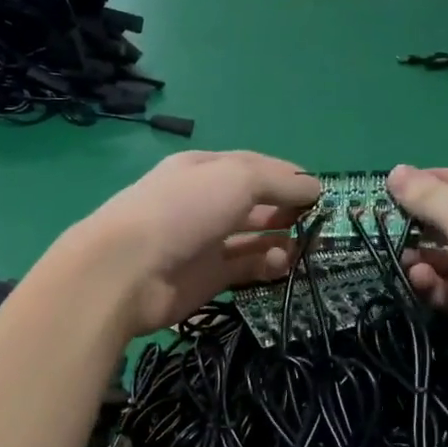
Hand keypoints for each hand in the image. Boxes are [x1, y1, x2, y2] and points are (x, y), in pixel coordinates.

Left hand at [62, 152, 320, 336]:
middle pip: (256, 205)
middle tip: (319, 224)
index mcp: (204, 170)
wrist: (126, 270)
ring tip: (306, 246)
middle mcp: (204, 204)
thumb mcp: (236, 178)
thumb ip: (279, 181)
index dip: (288, 177)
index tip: (321, 191)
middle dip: (288, 211)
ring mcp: (204, 243)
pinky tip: (282, 265)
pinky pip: (246, 269)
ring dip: (282, 240)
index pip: (254, 167)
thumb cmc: (183, 210)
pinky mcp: (206, 279)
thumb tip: (314, 188)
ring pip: (254, 239)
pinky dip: (267, 266)